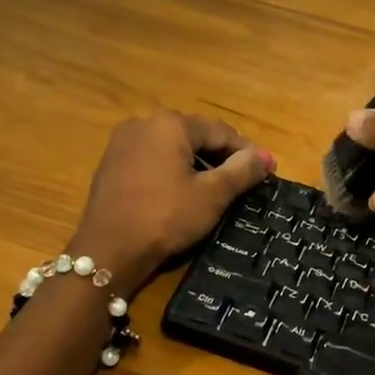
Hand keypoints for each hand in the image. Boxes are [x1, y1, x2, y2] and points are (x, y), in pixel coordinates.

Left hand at [72, 111, 274, 295]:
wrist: (107, 251)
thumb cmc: (165, 217)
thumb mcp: (212, 195)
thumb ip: (242, 171)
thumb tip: (265, 157)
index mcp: (170, 124)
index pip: (220, 131)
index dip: (247, 151)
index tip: (267, 170)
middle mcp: (144, 123)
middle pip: (195, 135)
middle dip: (222, 156)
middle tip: (245, 180)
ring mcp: (123, 143)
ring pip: (173, 147)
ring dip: (197, 164)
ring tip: (218, 188)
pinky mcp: (111, 164)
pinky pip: (152, 159)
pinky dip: (173, 170)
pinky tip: (183, 192)